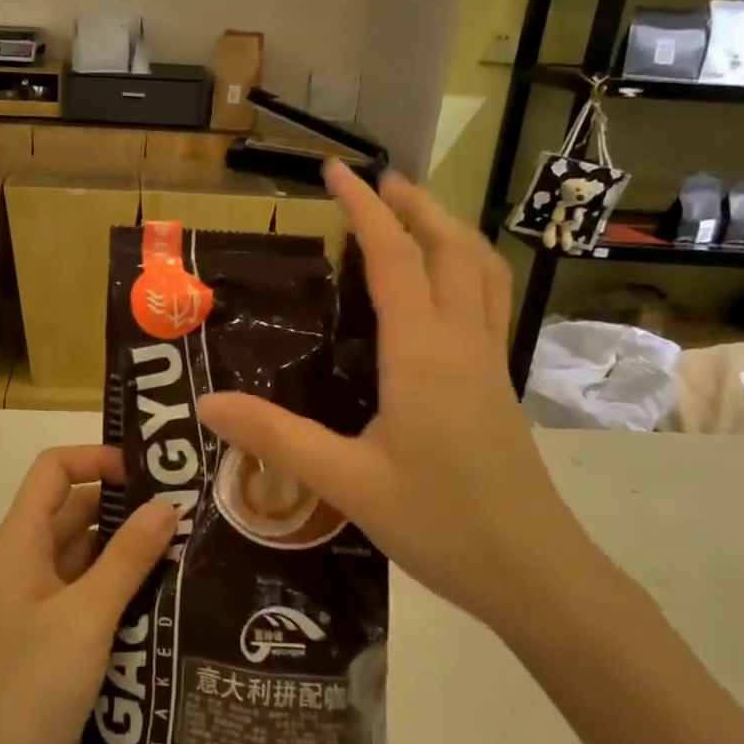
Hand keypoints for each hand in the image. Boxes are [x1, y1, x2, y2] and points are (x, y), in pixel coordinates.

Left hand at [0, 446, 174, 743]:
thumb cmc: (29, 683)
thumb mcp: (86, 615)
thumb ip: (127, 558)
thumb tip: (166, 505)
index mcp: (21, 539)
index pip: (54, 469)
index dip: (96, 458)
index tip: (147, 473)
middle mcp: (25, 557)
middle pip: (74, 507)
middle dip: (124, 505)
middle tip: (184, 512)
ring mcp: (35, 596)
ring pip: (84, 550)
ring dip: (125, 547)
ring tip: (184, 549)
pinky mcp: (47, 630)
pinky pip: (85, 587)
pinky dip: (117, 583)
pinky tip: (161, 594)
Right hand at [196, 162, 595, 635]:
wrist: (535, 574)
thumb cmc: (441, 524)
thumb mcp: (345, 483)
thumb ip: (276, 437)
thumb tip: (208, 403)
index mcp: (422, 353)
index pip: (393, 258)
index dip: (364, 208)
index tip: (337, 170)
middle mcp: (460, 342)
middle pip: (450, 247)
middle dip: (415, 204)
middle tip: (377, 180)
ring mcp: (488, 361)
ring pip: (480, 270)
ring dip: (448, 230)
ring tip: (414, 215)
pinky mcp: (498, 384)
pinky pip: (486, 301)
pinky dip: (464, 268)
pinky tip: (441, 289)